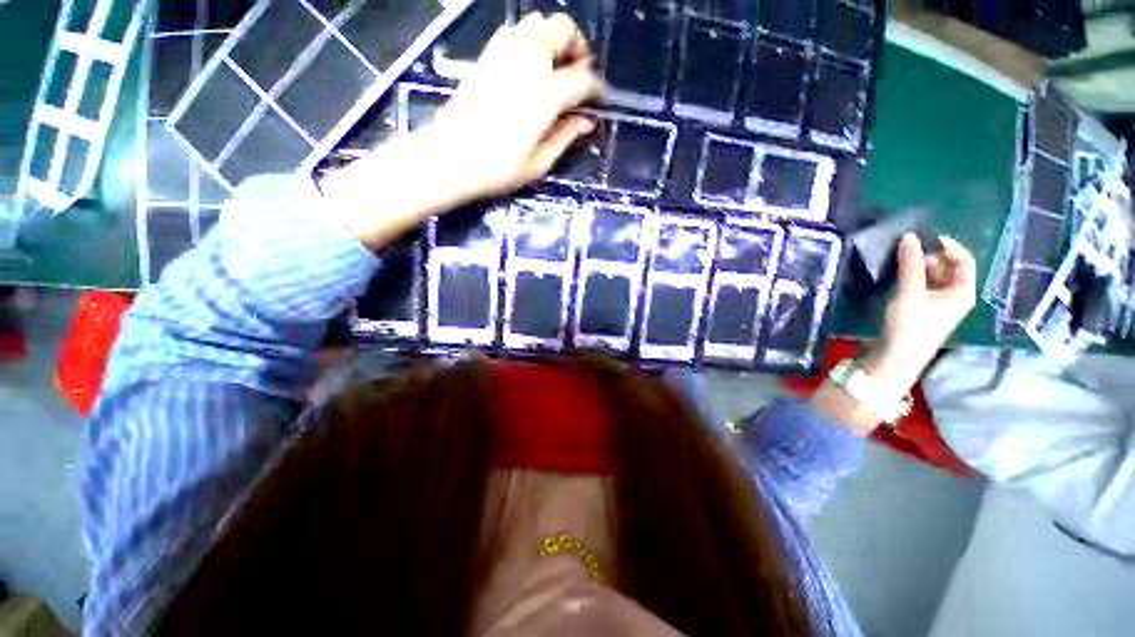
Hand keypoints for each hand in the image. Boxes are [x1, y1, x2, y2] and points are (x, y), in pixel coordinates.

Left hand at [424, 12, 604, 200]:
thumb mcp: (539, 163)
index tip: (599, 101)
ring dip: (555, 40)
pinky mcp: (487, 56)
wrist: (449, 158)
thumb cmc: (497, 169)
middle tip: (579, 77)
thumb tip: (586, 121)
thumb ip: (566, 137)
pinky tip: (530, 67)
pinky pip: (516, 31)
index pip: (584, 78)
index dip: (597, 89)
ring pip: (539, 23)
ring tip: (556, 70)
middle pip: (564, 30)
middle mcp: (529, 62)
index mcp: (547, 93)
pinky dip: (531, 40)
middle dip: (579, 49)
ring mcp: (505, 53)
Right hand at [862, 234, 977, 396]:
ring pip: (934, 275)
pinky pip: (923, 284)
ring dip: (920, 266)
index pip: (964, 260)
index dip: (948, 246)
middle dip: (930, 256)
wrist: (897, 356)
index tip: (926, 238)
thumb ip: (910, 264)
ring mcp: (939, 302)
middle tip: (908, 253)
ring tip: (901, 263)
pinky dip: (914, 276)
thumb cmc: (910, 326)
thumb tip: (909, 236)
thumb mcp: (910, 293)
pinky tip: (900, 276)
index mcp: (963, 291)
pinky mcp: (923, 307)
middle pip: (949, 267)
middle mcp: (956, 295)